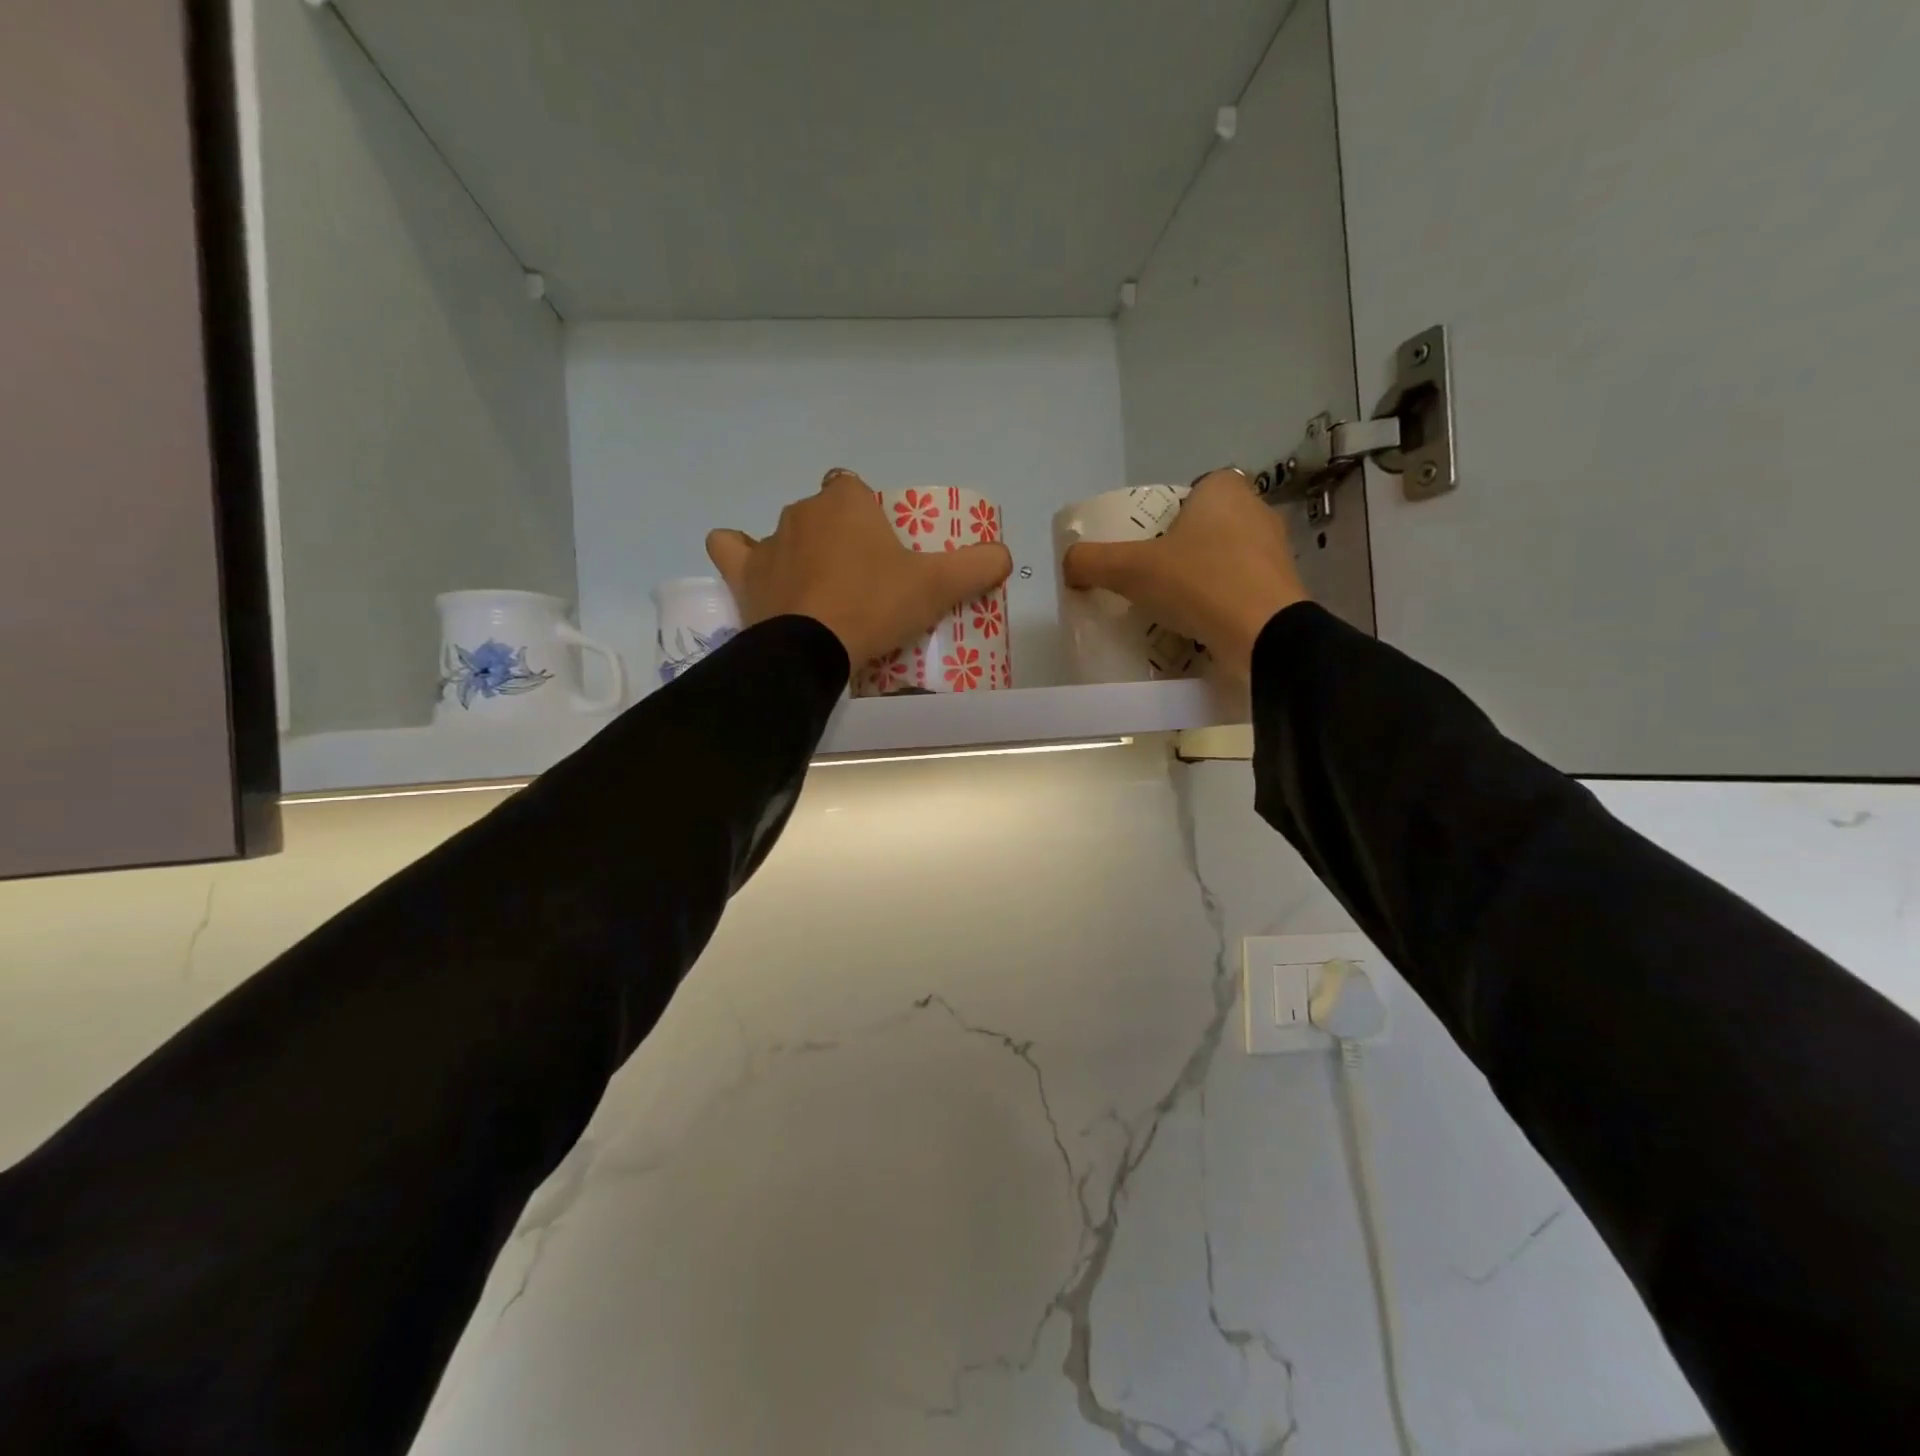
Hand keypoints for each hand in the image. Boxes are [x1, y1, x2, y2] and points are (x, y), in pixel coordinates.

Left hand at [707, 469, 1012, 668]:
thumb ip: (978, 565)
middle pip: (826, 514)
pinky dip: (743, 557)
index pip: (860, 493)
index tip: (886, 558)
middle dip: (842, 540)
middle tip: (864, 584)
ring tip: (821, 591)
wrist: (813, 647)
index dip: (873, 522)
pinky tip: (760, 574)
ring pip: (787, 534)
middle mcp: (803, 509)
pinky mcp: (743, 573)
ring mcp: (768, 540)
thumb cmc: (876, 604)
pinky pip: (732, 549)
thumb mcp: (939, 585)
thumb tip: (1005, 554)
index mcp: (847, 500)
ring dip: (801, 552)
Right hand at [1062, 469, 1307, 676]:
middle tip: (1150, 580)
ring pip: (1224, 559)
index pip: (1190, 492)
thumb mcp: (1129, 569)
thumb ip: (1091, 561)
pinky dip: (1220, 603)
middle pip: (1204, 527)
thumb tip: (1068, 564)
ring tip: (1171, 607)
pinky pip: (1240, 589)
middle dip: (1179, 551)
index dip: (1165, 518)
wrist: (1264, 636)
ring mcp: (1275, 551)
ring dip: (1199, 579)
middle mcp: (1256, 511)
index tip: (1146, 548)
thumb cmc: (1198, 583)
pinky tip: (1199, 625)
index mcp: (1224, 490)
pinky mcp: (1283, 589)